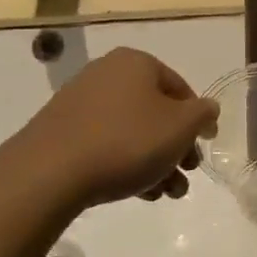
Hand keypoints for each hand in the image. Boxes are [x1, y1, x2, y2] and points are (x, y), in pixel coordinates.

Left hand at [16, 48, 217, 206]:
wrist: (49, 173)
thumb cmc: (127, 141)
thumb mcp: (181, 127)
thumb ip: (203, 114)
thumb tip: (207, 110)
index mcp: (137, 62)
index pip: (181, 88)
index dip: (197, 119)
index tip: (203, 147)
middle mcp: (107, 73)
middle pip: (155, 111)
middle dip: (175, 147)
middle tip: (186, 175)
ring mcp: (79, 101)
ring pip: (132, 130)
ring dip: (154, 161)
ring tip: (165, 194)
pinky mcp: (60, 130)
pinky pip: (105, 142)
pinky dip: (125, 162)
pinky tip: (136, 192)